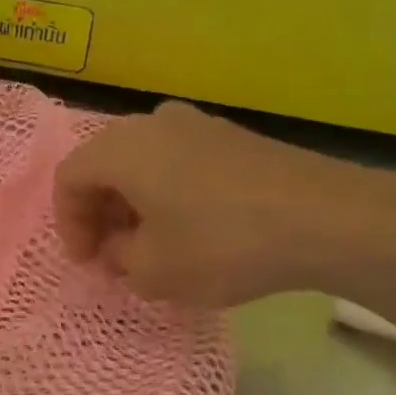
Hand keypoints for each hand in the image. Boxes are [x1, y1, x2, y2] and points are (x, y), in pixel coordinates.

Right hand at [53, 102, 395, 307]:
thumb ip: (119, 258)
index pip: (69, 178)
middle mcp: (154, 123)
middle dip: (100, 213)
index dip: (68, 224)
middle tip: (112, 254)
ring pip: (144, 163)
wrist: (327, 218)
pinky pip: (179, 162)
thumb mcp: (153, 270)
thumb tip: (120, 246)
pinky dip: (168, 194)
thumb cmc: (221, 243)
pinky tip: (191, 229)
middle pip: (105, 165)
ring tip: (150, 246)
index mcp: (122, 148)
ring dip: (134, 204)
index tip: (87, 262)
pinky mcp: (234, 138)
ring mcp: (199, 124)